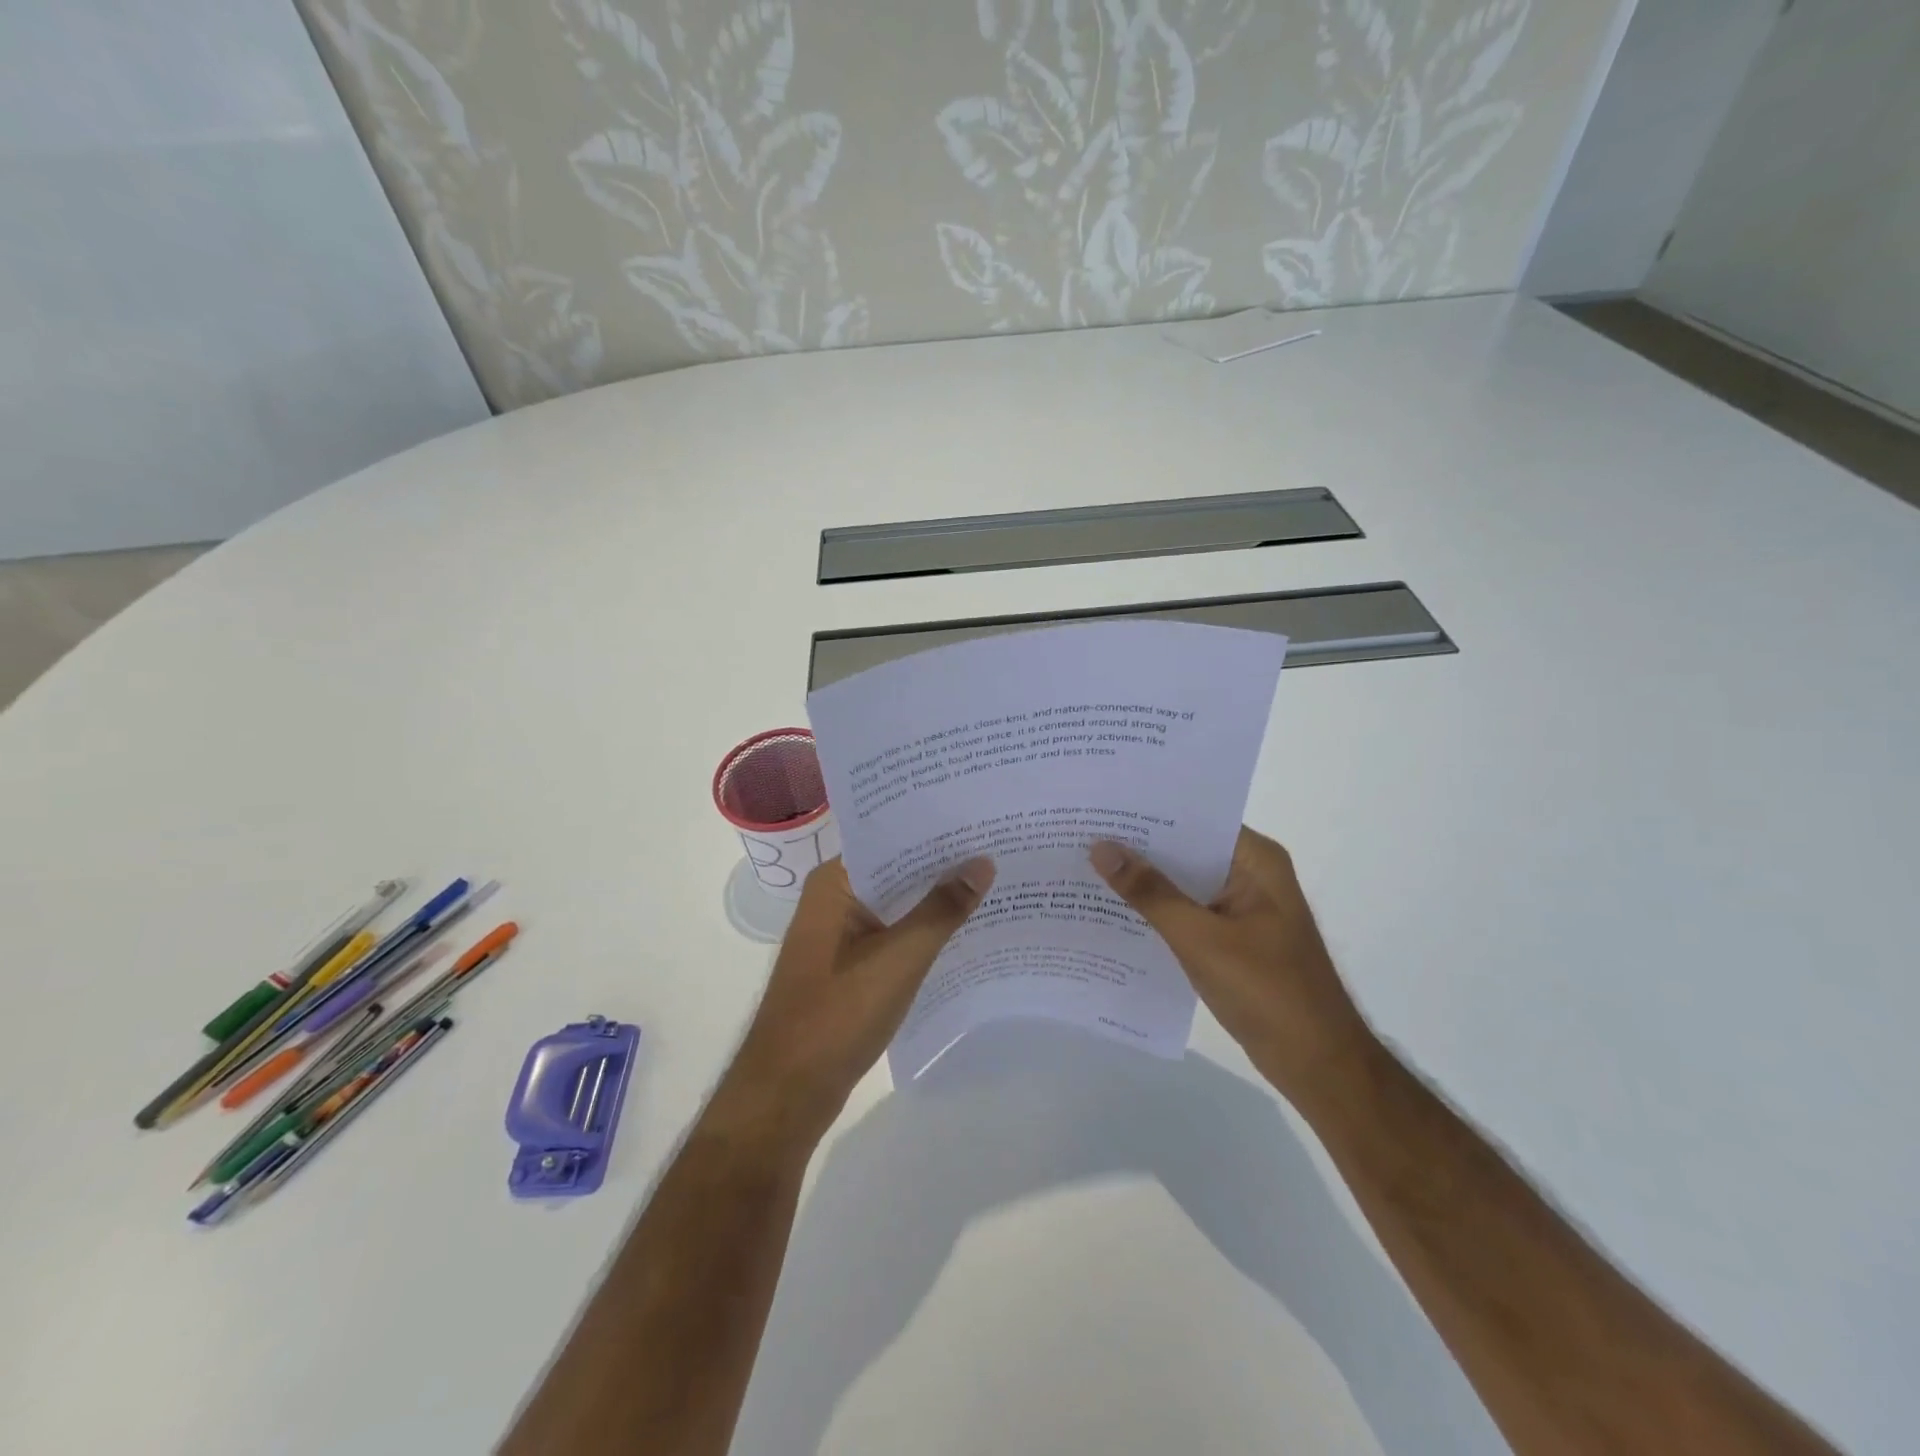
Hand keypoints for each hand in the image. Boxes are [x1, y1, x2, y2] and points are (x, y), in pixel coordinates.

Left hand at [704, 856, 994, 1153]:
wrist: (787, 1093)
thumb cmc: (837, 1015)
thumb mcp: (900, 958)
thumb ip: (942, 909)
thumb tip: (983, 861)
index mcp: (834, 882)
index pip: (889, 836)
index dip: (934, 829)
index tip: (980, 818)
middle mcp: (833, 898)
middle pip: (895, 869)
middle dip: (942, 864)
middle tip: (999, 847)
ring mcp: (839, 934)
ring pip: (896, 904)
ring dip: (934, 899)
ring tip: (993, 882)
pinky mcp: (848, 966)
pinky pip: (892, 934)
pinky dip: (922, 930)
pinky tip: (963, 930)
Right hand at [1090, 827, 1373, 1107]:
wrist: (1317, 1065)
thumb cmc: (1266, 992)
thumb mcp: (1200, 938)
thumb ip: (1150, 892)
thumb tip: (1101, 847)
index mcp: (1255, 860)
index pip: (1194, 819)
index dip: (1147, 812)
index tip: (1100, 806)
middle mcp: (1250, 874)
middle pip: (1186, 849)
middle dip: (1138, 846)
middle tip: (1080, 834)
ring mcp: (1242, 908)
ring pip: (1183, 882)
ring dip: (1144, 880)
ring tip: (1085, 865)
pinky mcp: (1233, 938)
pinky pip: (1187, 912)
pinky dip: (1157, 911)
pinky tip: (1113, 911)